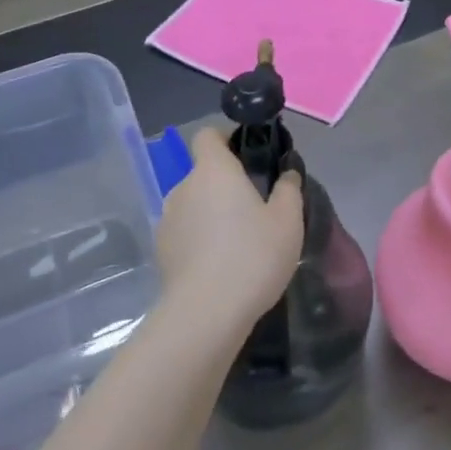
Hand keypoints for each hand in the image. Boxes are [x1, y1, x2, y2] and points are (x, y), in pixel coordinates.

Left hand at [154, 128, 304, 330]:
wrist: (206, 314)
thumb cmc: (252, 256)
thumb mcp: (288, 221)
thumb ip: (289, 189)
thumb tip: (287, 174)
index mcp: (213, 170)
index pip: (207, 135)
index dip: (225, 138)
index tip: (246, 154)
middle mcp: (183, 186)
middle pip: (203, 172)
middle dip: (225, 184)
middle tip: (254, 207)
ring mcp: (167, 219)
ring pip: (193, 204)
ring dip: (211, 213)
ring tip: (237, 241)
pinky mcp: (161, 250)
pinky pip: (184, 232)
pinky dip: (199, 239)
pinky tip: (219, 265)